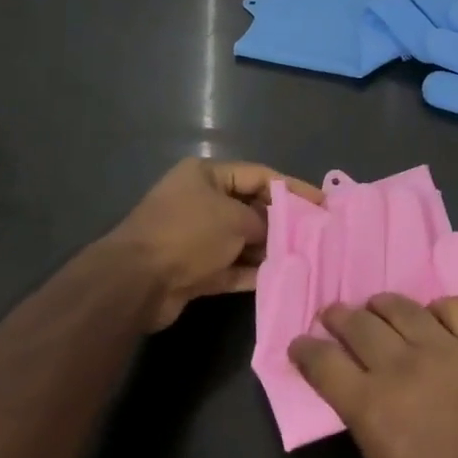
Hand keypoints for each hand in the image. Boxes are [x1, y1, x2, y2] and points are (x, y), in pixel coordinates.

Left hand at [104, 158, 321, 329]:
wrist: (136, 282)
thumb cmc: (189, 234)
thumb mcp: (235, 219)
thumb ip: (264, 223)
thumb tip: (277, 233)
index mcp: (206, 175)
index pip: (259, 175)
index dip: (292, 188)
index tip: (321, 203)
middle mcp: (200, 201)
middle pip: (251, 207)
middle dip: (281, 221)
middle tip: (316, 234)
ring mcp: (195, 236)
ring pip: (242, 239)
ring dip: (268, 249)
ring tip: (303, 256)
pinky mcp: (193, 269)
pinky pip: (230, 266)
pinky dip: (251, 271)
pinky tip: (279, 276)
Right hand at [290, 293, 457, 457]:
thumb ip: (365, 428)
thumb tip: (358, 399)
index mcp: (372, 404)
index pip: (325, 364)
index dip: (305, 350)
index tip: (298, 344)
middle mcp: (403, 365)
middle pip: (359, 324)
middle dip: (338, 317)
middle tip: (330, 315)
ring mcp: (444, 348)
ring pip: (402, 307)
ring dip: (380, 305)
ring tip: (374, 307)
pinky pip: (454, 306)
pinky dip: (438, 308)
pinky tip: (433, 318)